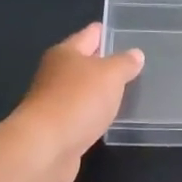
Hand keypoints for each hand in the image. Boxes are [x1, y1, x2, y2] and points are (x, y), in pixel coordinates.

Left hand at [7, 24, 143, 181]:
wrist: (44, 149)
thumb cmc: (77, 101)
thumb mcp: (110, 75)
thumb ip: (125, 63)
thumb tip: (135, 54)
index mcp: (66, 53)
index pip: (90, 34)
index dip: (108, 32)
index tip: (128, 33)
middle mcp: (56, 74)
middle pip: (85, 62)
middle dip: (107, 63)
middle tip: (137, 65)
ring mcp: (55, 102)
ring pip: (84, 91)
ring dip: (102, 92)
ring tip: (130, 92)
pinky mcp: (58, 129)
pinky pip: (82, 115)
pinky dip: (95, 115)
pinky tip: (111, 119)